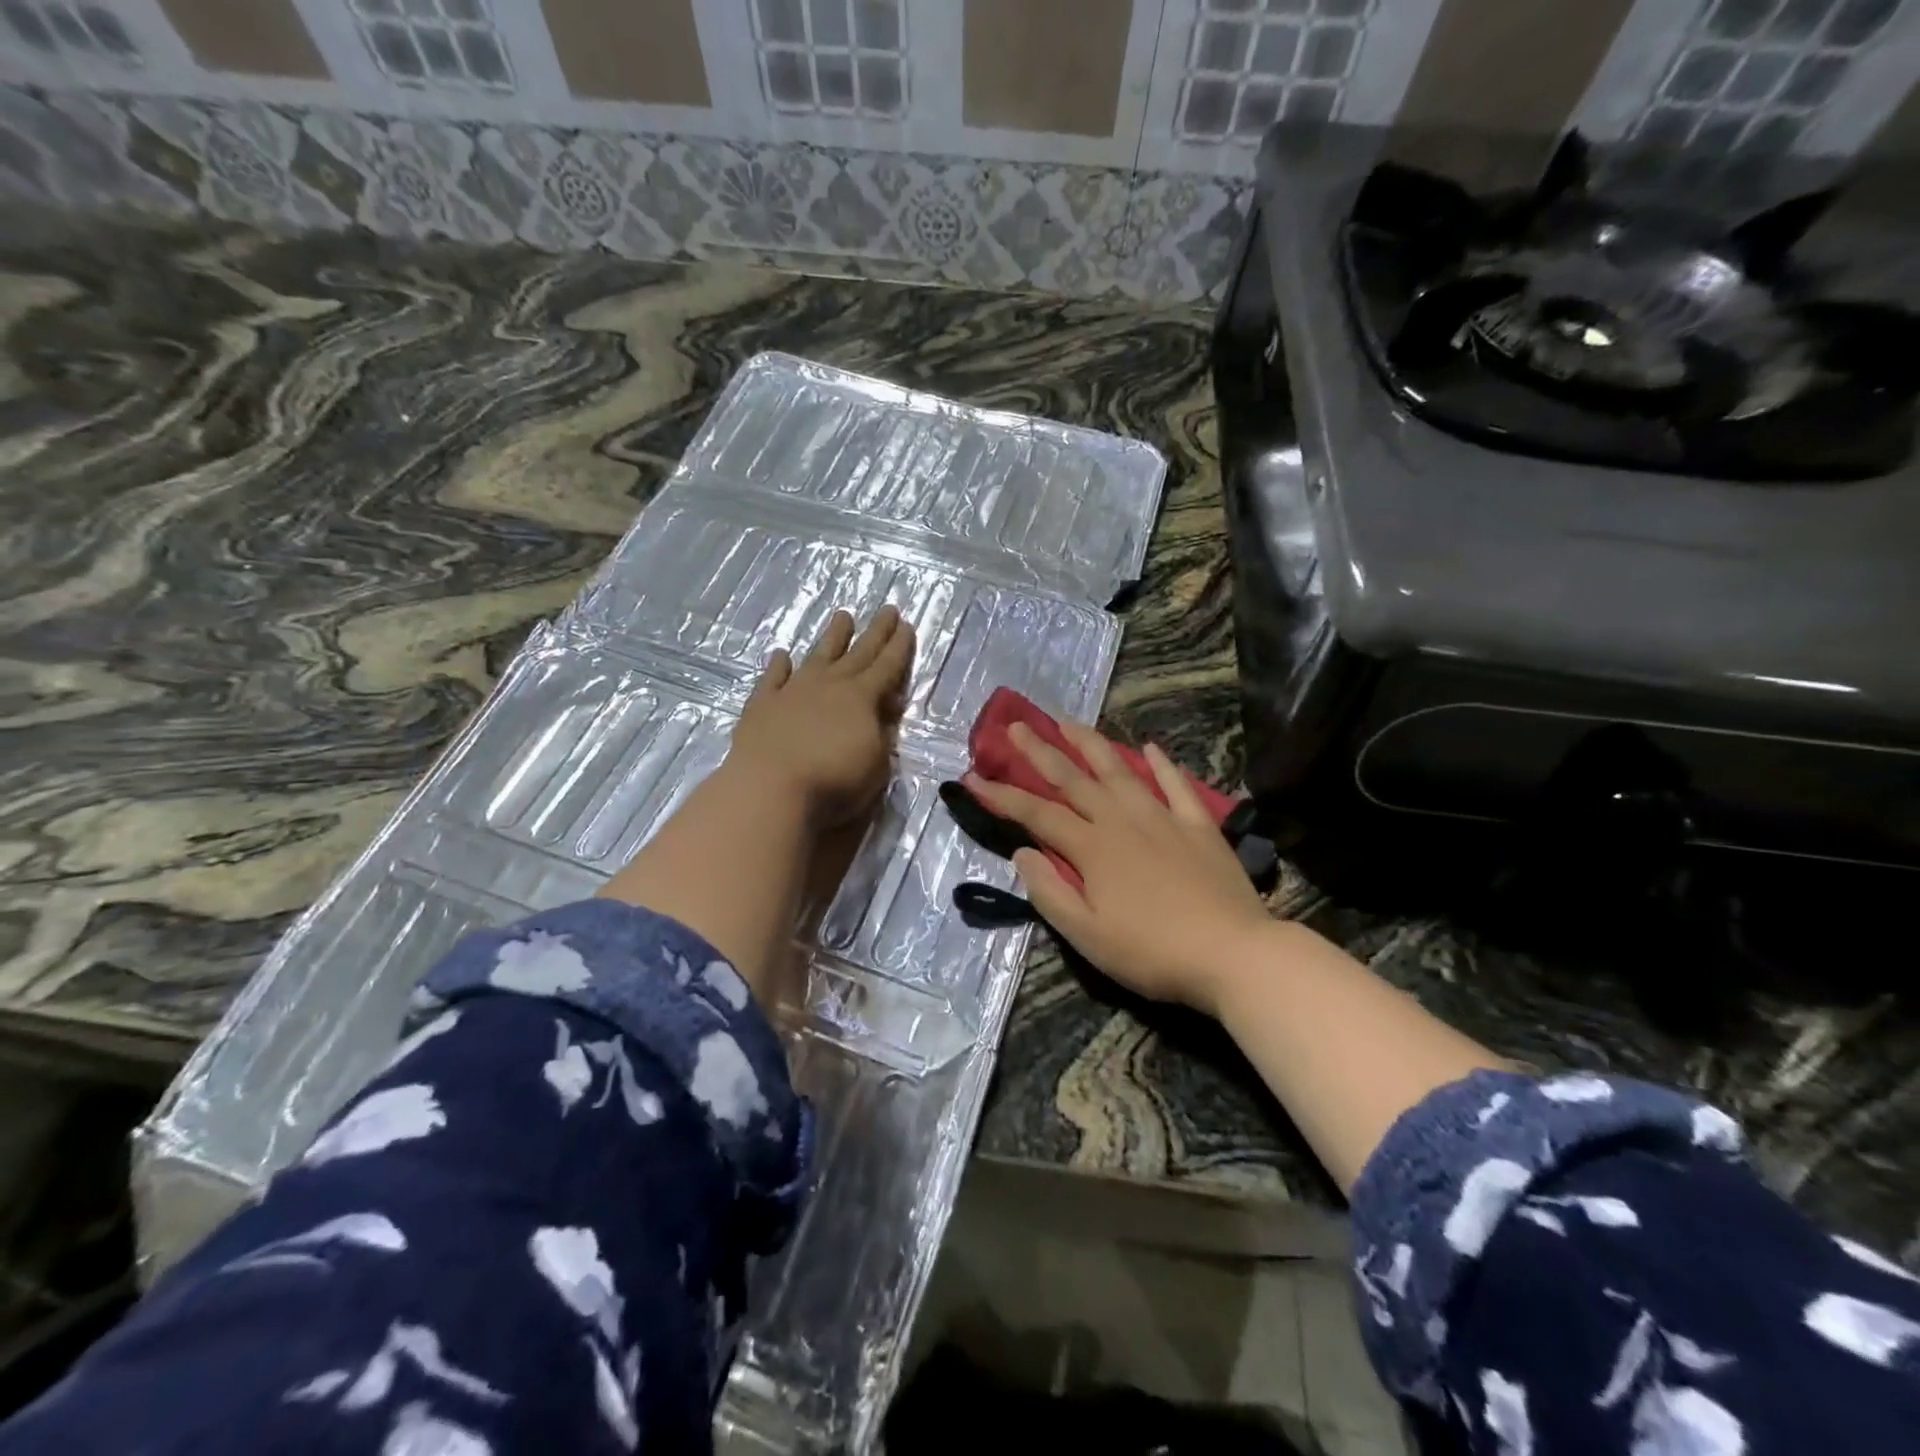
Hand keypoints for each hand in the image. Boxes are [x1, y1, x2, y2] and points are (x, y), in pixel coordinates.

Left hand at [725, 607, 914, 830]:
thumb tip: (884, 713)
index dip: (899, 647)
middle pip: (858, 653)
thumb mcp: (876, 765)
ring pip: (818, 656)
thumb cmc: (833, 782)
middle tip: (888, 609)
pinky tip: (781, 654)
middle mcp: (829, 685)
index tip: (908, 625)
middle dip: (876, 632)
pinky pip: (773, 678)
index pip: (887, 666)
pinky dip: (778, 665)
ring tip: (843, 615)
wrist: (771, 788)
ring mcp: (793, 691)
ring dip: (832, 636)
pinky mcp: (763, 704)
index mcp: (861, 698)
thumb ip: (882, 735)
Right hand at [964, 722, 1272, 1017]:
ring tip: (1069, 722)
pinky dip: (1161, 764)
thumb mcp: (1087, 935)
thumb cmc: (1152, 952)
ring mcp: (1163, 818)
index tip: (972, 777)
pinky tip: (1150, 747)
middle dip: (1040, 752)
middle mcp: (1122, 820)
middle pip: (1073, 779)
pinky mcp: (1198, 825)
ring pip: (1119, 770)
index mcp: (1092, 848)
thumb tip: (1022, 852)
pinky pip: (1175, 785)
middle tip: (1018, 725)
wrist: (1233, 953)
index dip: (1002, 795)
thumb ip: (1049, 892)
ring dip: (1090, 744)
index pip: (1036, 814)